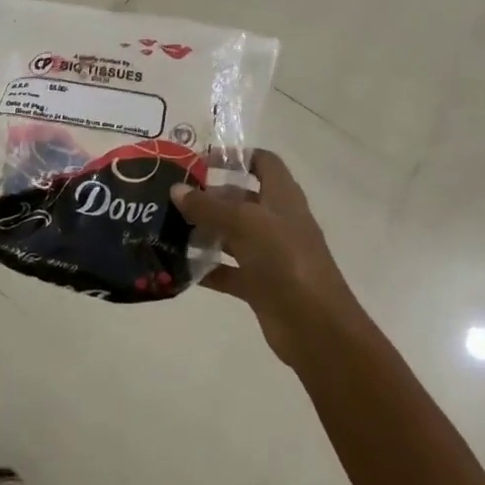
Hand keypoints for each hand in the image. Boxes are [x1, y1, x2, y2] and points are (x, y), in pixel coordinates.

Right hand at [172, 150, 360, 368]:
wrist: (315, 326)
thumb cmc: (285, 260)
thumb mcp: (244, 224)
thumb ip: (208, 207)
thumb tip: (176, 189)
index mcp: (282, 197)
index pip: (263, 163)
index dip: (236, 157)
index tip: (202, 161)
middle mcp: (277, 221)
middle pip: (241, 199)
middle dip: (210, 196)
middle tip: (172, 197)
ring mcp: (269, 254)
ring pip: (232, 235)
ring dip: (205, 231)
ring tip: (168, 227)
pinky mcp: (260, 284)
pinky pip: (229, 270)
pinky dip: (208, 267)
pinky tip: (179, 266)